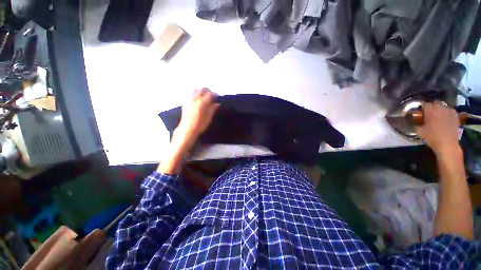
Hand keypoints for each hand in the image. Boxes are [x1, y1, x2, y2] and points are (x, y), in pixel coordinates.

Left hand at [172, 88, 219, 150]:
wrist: (187, 129)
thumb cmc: (200, 125)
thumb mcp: (209, 117)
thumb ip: (213, 109)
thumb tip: (217, 104)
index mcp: (202, 102)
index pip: (210, 94)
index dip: (215, 95)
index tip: (217, 97)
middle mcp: (195, 99)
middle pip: (202, 89)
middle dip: (208, 91)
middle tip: (212, 95)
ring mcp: (189, 99)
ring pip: (195, 89)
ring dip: (201, 91)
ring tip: (204, 95)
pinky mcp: (185, 102)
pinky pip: (190, 93)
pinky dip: (194, 93)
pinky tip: (197, 98)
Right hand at [415, 102, 460, 156]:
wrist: (447, 144)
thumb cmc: (432, 137)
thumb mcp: (419, 132)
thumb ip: (417, 125)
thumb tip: (415, 123)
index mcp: (430, 110)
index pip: (425, 104)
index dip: (422, 108)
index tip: (420, 112)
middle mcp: (441, 108)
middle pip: (436, 103)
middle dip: (432, 107)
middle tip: (429, 113)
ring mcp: (450, 112)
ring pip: (444, 107)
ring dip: (440, 110)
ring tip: (437, 116)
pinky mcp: (456, 117)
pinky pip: (450, 112)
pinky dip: (447, 114)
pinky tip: (445, 119)